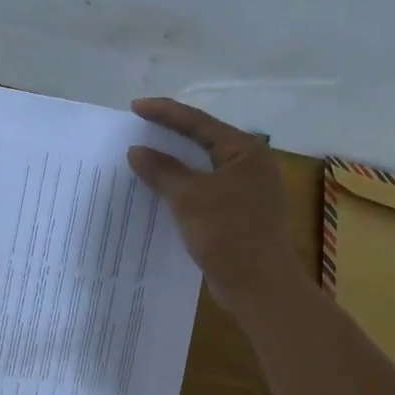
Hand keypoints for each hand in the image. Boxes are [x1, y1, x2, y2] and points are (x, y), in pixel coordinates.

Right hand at [126, 99, 303, 317]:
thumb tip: (136, 150)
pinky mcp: (237, 215)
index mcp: (245, 151)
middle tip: (137, 127)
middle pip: (202, 141)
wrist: (260, 287)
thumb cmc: (229, 234)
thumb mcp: (190, 197)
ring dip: (173, 164)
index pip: (199, 122)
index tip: (134, 107)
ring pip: (202, 169)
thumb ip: (162, 170)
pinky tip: (158, 191)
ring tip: (142, 156)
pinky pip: (203, 191)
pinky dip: (180, 188)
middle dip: (169, 135)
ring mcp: (245, 191)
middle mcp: (249, 165)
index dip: (165, 112)